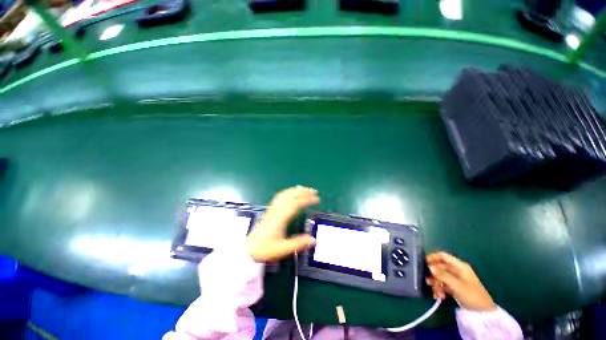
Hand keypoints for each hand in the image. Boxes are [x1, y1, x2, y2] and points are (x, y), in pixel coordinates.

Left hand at [246, 186, 318, 262]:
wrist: (249, 248)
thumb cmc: (265, 249)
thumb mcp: (283, 249)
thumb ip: (298, 243)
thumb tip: (314, 240)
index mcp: (281, 218)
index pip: (295, 204)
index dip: (307, 199)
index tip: (317, 199)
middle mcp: (277, 210)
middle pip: (290, 196)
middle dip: (303, 192)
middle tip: (314, 191)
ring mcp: (273, 209)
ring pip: (285, 194)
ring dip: (296, 190)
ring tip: (305, 189)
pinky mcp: (270, 210)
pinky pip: (280, 197)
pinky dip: (288, 192)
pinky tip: (291, 193)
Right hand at [426, 252, 496, 311]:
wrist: (482, 313)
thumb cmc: (471, 294)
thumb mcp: (456, 285)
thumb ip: (442, 275)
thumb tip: (429, 266)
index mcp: (459, 266)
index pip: (443, 256)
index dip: (433, 257)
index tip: (424, 263)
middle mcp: (456, 270)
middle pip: (440, 267)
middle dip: (433, 275)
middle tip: (428, 281)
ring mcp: (455, 279)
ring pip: (440, 277)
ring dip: (436, 284)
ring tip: (436, 293)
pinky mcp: (454, 287)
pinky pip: (443, 285)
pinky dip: (439, 289)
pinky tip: (439, 296)